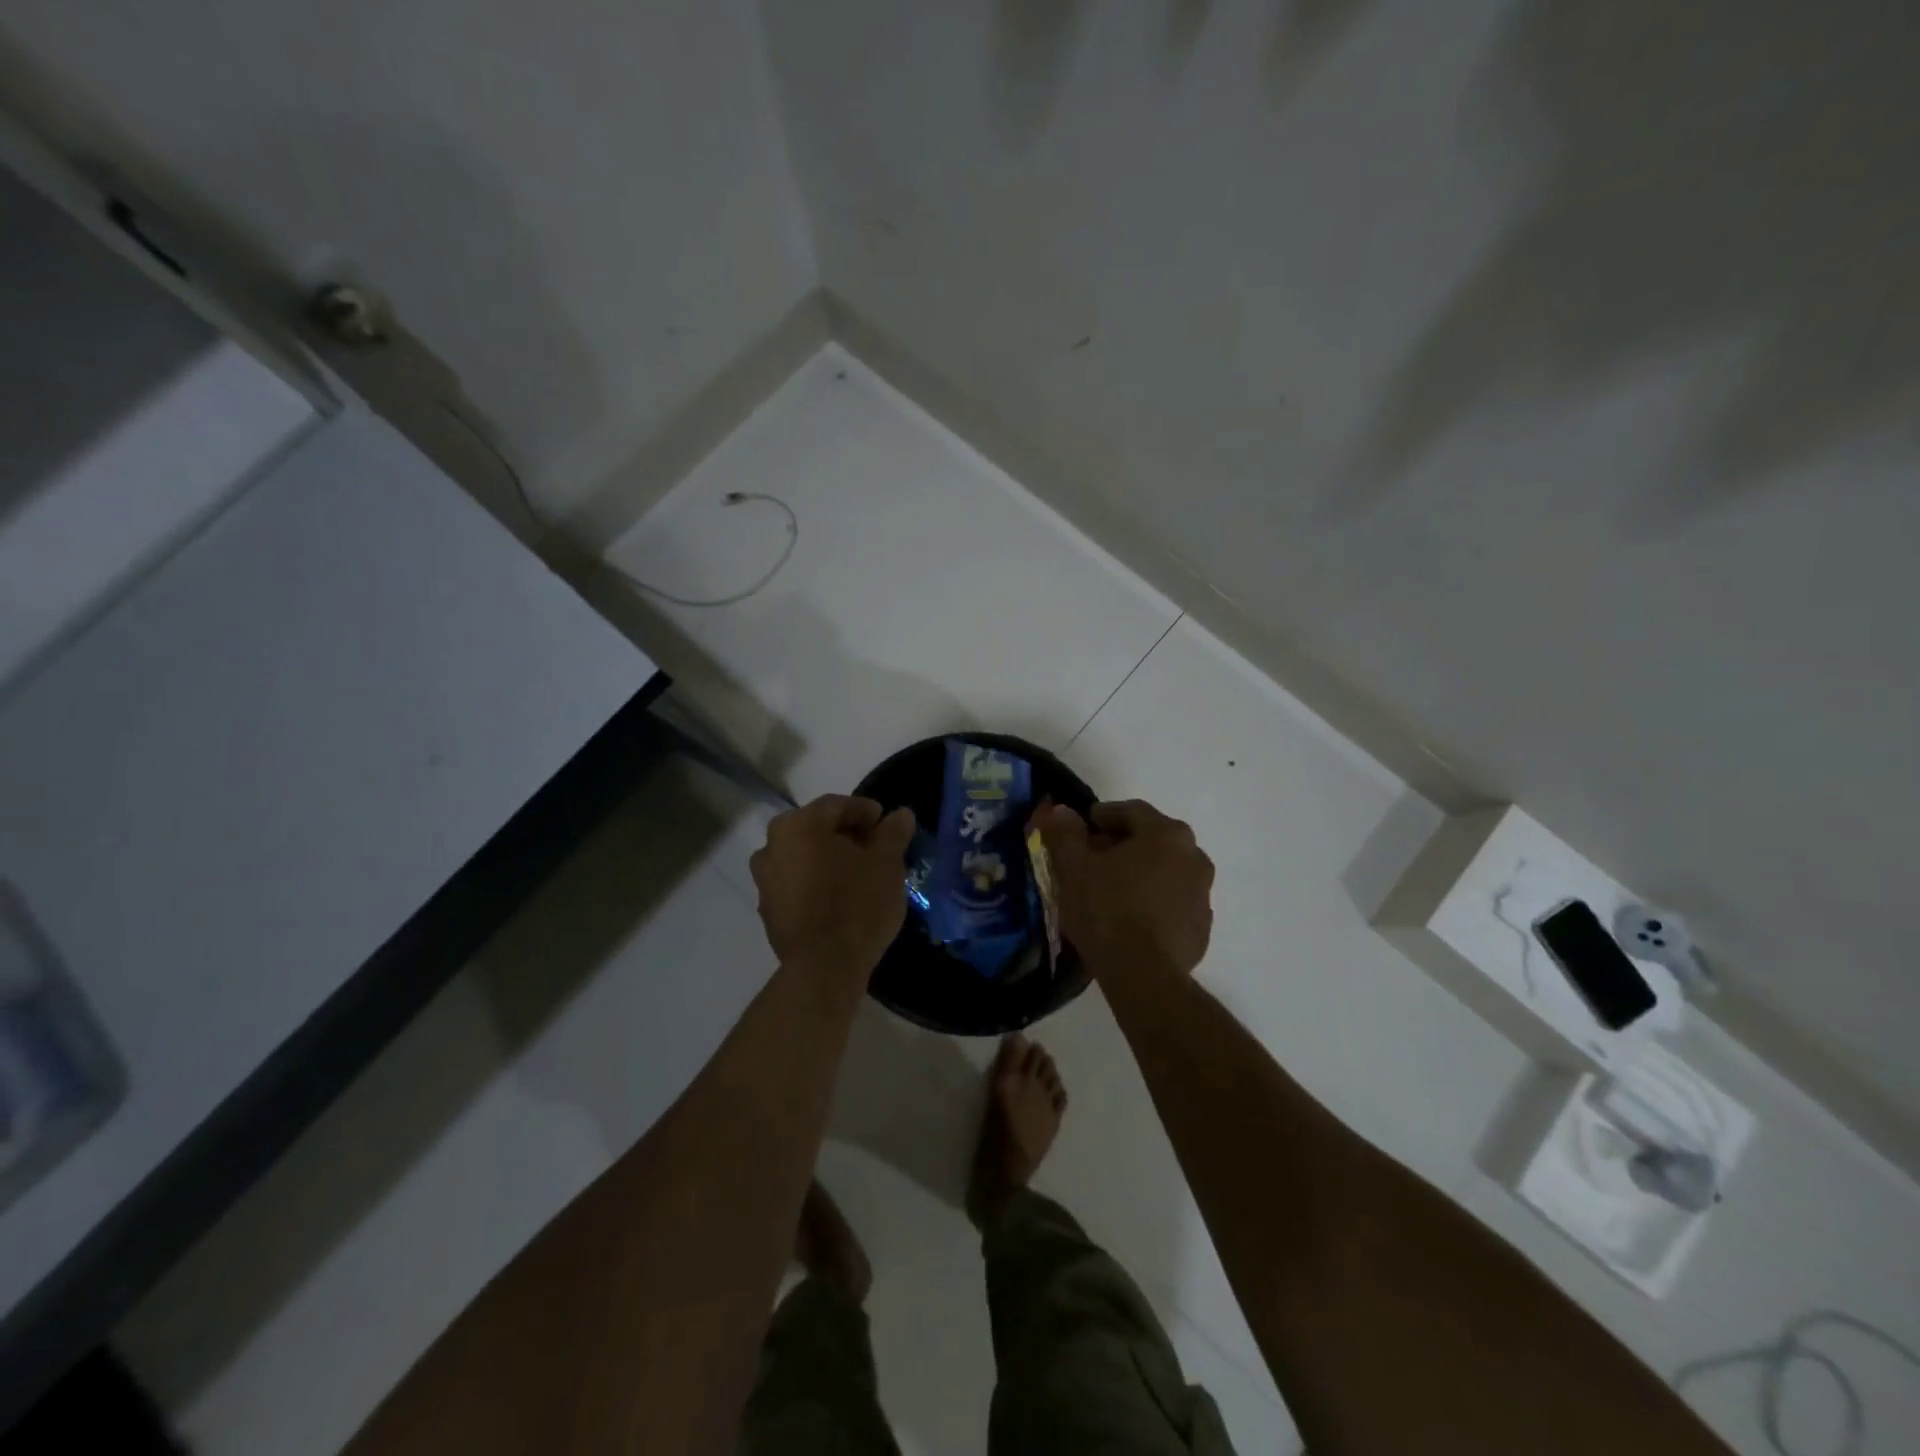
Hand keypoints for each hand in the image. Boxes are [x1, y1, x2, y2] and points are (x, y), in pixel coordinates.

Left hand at [750, 795, 916, 978]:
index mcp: (799, 824)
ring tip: (857, 874)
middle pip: (815, 829)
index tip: (885, 824)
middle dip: (845, 835)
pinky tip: (839, 897)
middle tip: (874, 848)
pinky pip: (795, 883)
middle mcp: (772, 845)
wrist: (823, 966)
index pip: (836, 805)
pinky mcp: (767, 910)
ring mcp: (764, 880)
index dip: (864, 811)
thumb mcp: (887, 864)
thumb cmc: (858, 904)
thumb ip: (892, 834)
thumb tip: (901, 814)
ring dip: (828, 859)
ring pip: (803, 856)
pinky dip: (815, 882)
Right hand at [1036, 800, 1213, 976]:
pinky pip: (1175, 902)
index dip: (1104, 815)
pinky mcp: (1202, 928)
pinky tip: (1131, 918)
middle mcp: (1194, 856)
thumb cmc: (1105, 909)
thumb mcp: (1073, 867)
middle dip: (1123, 844)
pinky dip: (1155, 901)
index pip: (1132, 811)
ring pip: (1167, 871)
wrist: (1142, 975)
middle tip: (1094, 858)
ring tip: (1112, 889)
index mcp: (1166, 834)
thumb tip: (1060, 810)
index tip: (1084, 826)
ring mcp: (1204, 894)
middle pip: (1154, 839)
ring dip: (1142, 872)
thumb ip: (1066, 833)